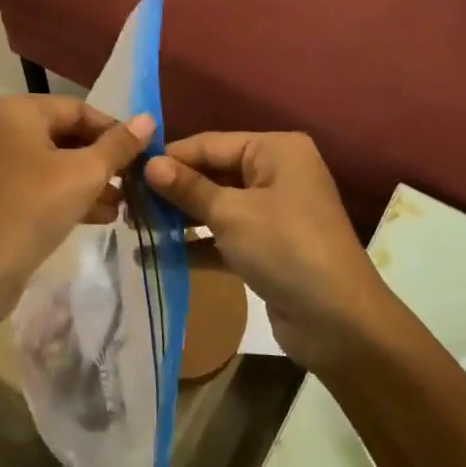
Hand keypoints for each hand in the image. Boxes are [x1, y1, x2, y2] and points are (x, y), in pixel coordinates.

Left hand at [0, 95, 153, 331]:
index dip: (114, 131)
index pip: (78, 109)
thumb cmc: (31, 210)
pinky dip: (59, 195)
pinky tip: (92, 217)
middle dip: (100, 161)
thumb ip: (118, 145)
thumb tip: (148, 119)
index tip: (142, 157)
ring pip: (46, 164)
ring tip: (119, 207)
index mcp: (15, 111)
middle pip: (61, 135)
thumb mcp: (84, 175)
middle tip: (131, 185)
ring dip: (85, 182)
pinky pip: (29, 185)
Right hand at [145, 132, 388, 370]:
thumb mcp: (232, 213)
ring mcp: (273, 212)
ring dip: (179, 218)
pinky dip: (196, 245)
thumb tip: (148, 164)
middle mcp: (276, 173)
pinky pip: (224, 237)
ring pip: (217, 206)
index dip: (170, 158)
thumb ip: (188, 188)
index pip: (210, 144)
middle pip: (213, 174)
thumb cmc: (286, 248)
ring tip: (133, 227)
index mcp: (276, 150)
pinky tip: (154, 256)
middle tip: (126, 203)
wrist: (339, 322)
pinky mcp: (268, 248)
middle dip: (172, 190)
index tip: (127, 170)